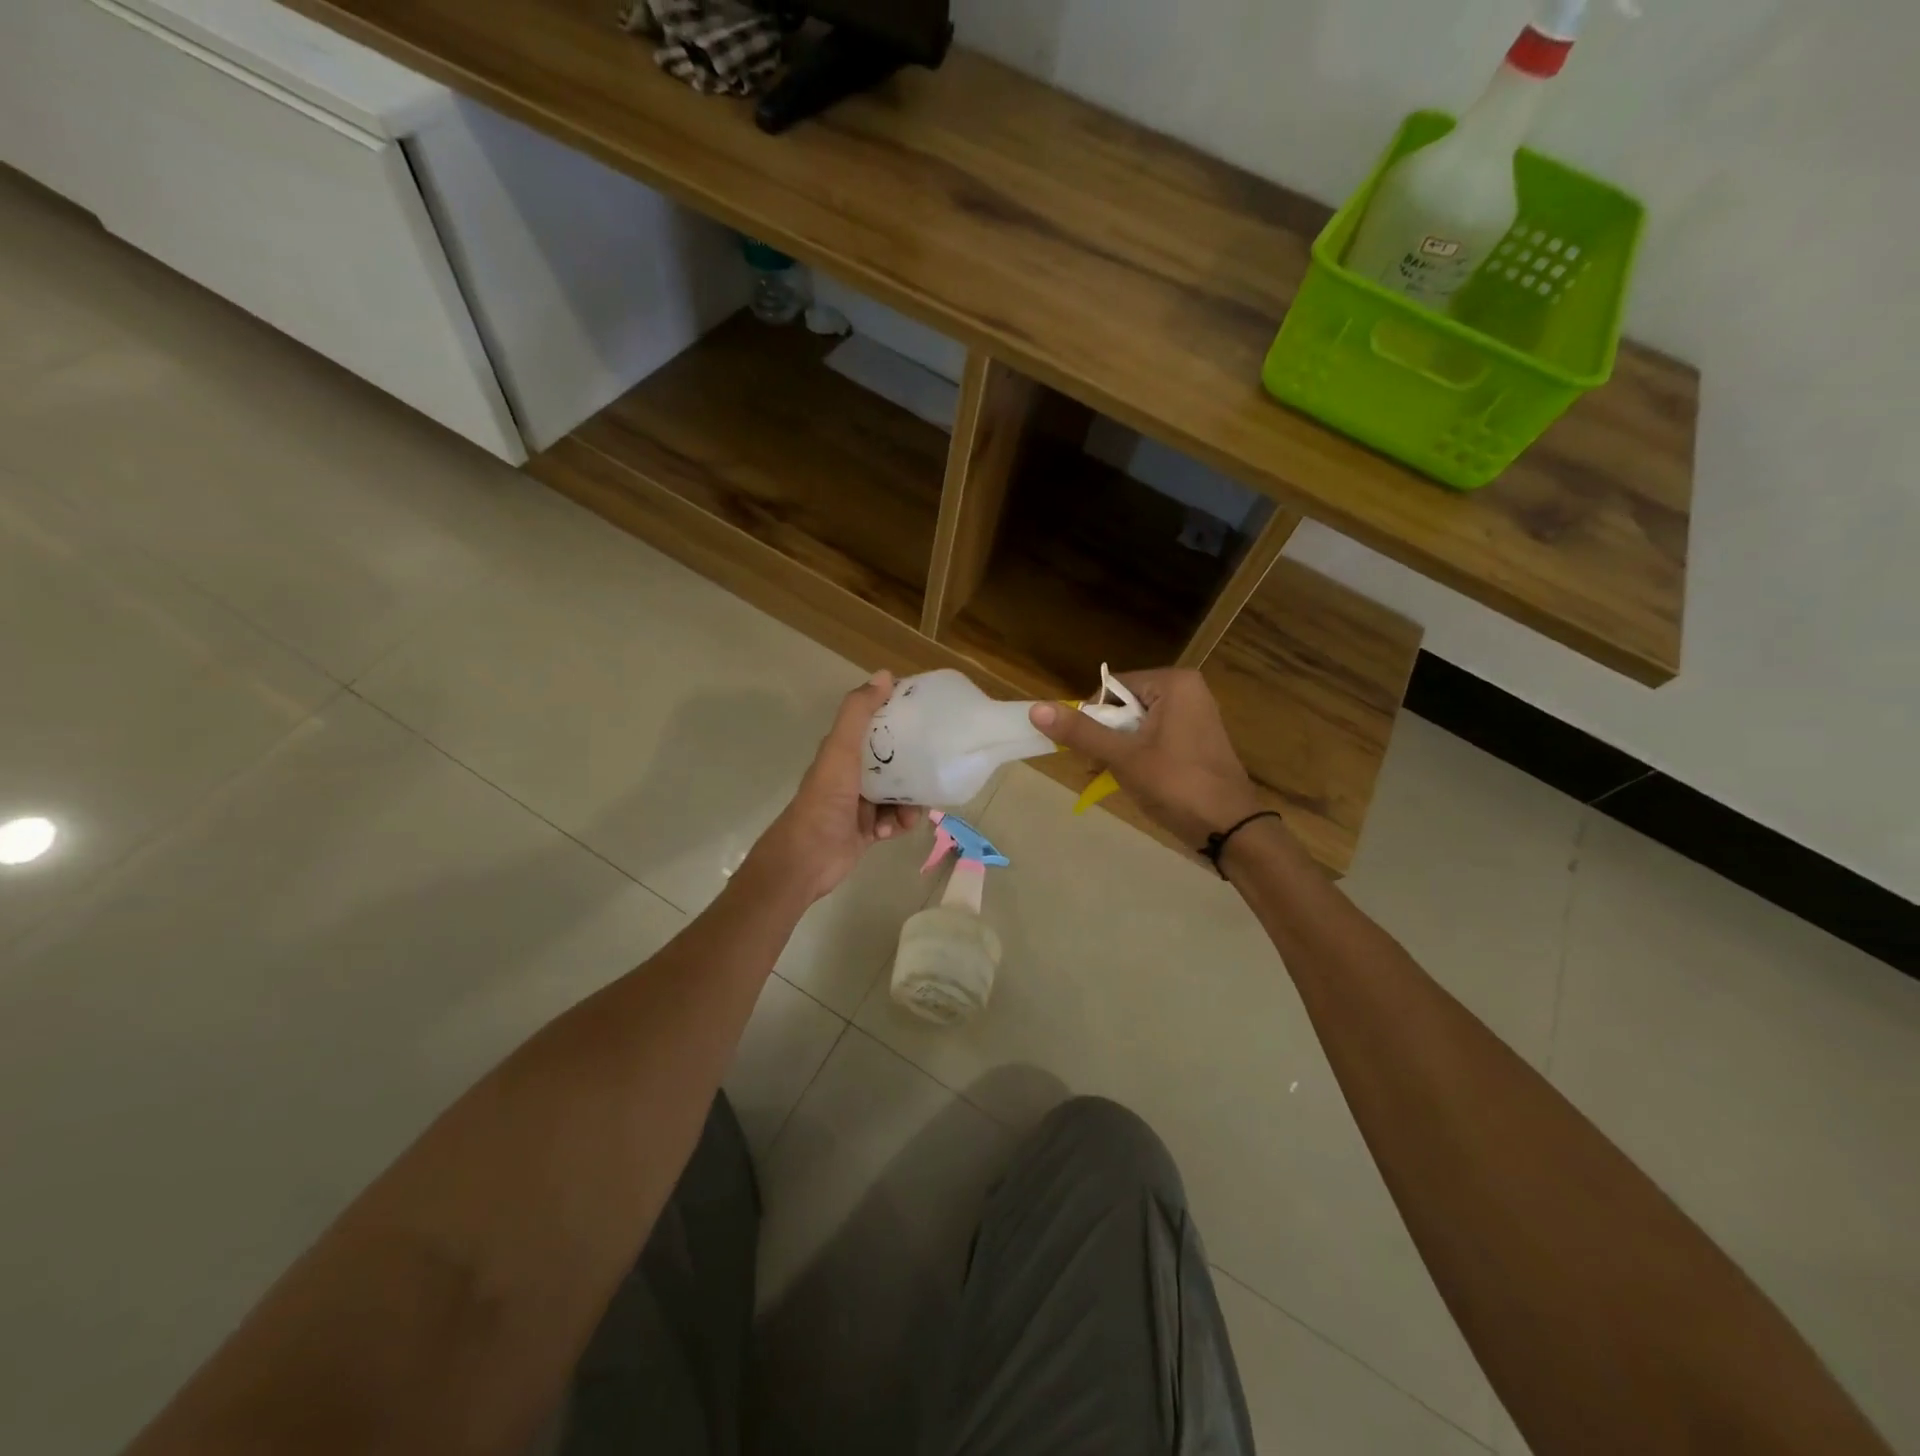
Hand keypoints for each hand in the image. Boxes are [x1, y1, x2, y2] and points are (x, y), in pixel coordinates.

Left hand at [748, 671, 921, 904]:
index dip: (900, 719)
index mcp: (844, 751)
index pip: (877, 726)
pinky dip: (898, 825)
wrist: (807, 858)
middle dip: (913, 767)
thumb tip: (885, 675)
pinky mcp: (868, 831)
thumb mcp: (841, 750)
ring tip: (907, 813)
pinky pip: (895, 821)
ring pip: (899, 794)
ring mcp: (860, 804)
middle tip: (931, 769)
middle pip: (894, 762)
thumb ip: (858, 713)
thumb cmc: (825, 800)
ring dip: (908, 803)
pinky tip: (890, 831)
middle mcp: (852, 774)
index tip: (927, 717)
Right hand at [1029, 668, 1263, 848]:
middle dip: (1107, 736)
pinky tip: (1136, 779)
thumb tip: (1035, 708)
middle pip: (1124, 705)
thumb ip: (1081, 732)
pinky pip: (1155, 737)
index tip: (1091, 750)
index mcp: (1174, 683)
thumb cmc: (1176, 785)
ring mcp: (1195, 715)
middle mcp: (1187, 690)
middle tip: (1101, 767)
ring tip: (1117, 776)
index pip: (1112, 686)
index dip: (1094, 717)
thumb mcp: (1123, 757)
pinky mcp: (1197, 739)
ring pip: (1138, 724)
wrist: (1230, 829)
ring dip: (1120, 749)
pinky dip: (1140, 755)